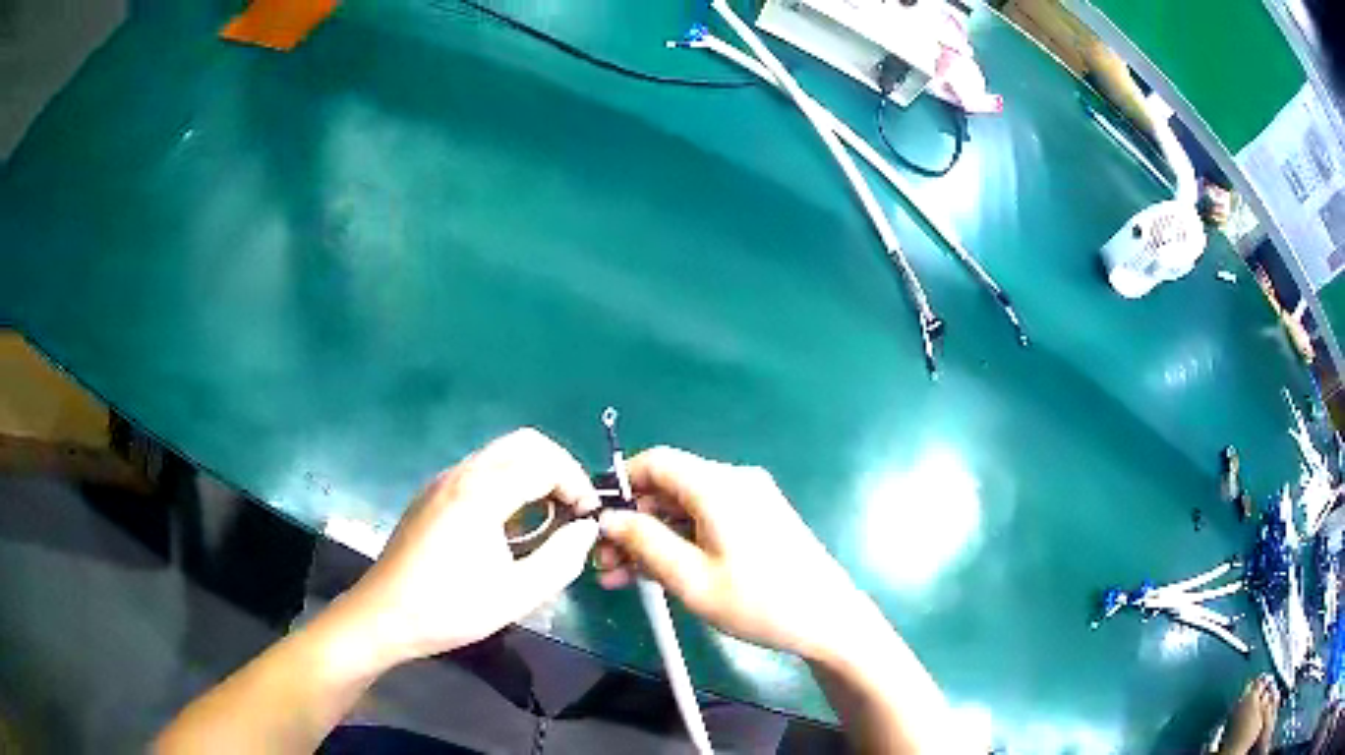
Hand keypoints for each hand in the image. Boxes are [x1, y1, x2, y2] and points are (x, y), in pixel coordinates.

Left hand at [342, 429, 600, 666]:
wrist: (384, 615)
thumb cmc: (450, 608)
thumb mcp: (517, 594)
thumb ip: (561, 559)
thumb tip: (586, 530)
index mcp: (481, 493)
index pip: (545, 463)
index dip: (576, 485)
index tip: (588, 519)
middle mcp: (461, 473)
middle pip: (523, 443)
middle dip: (558, 468)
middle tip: (573, 509)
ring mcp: (441, 481)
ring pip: (500, 453)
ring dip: (532, 473)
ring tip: (548, 518)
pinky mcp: (431, 494)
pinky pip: (480, 470)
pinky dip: (508, 482)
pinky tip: (509, 524)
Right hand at [595, 447, 882, 664]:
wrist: (827, 619)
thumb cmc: (758, 601)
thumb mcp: (691, 578)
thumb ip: (645, 542)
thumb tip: (609, 519)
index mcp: (718, 485)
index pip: (656, 462)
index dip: (620, 484)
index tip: (595, 518)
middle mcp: (734, 482)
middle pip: (668, 489)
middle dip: (631, 523)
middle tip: (603, 562)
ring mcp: (750, 501)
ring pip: (685, 509)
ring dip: (651, 538)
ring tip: (619, 577)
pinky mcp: (758, 521)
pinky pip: (707, 522)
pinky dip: (679, 542)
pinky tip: (656, 573)